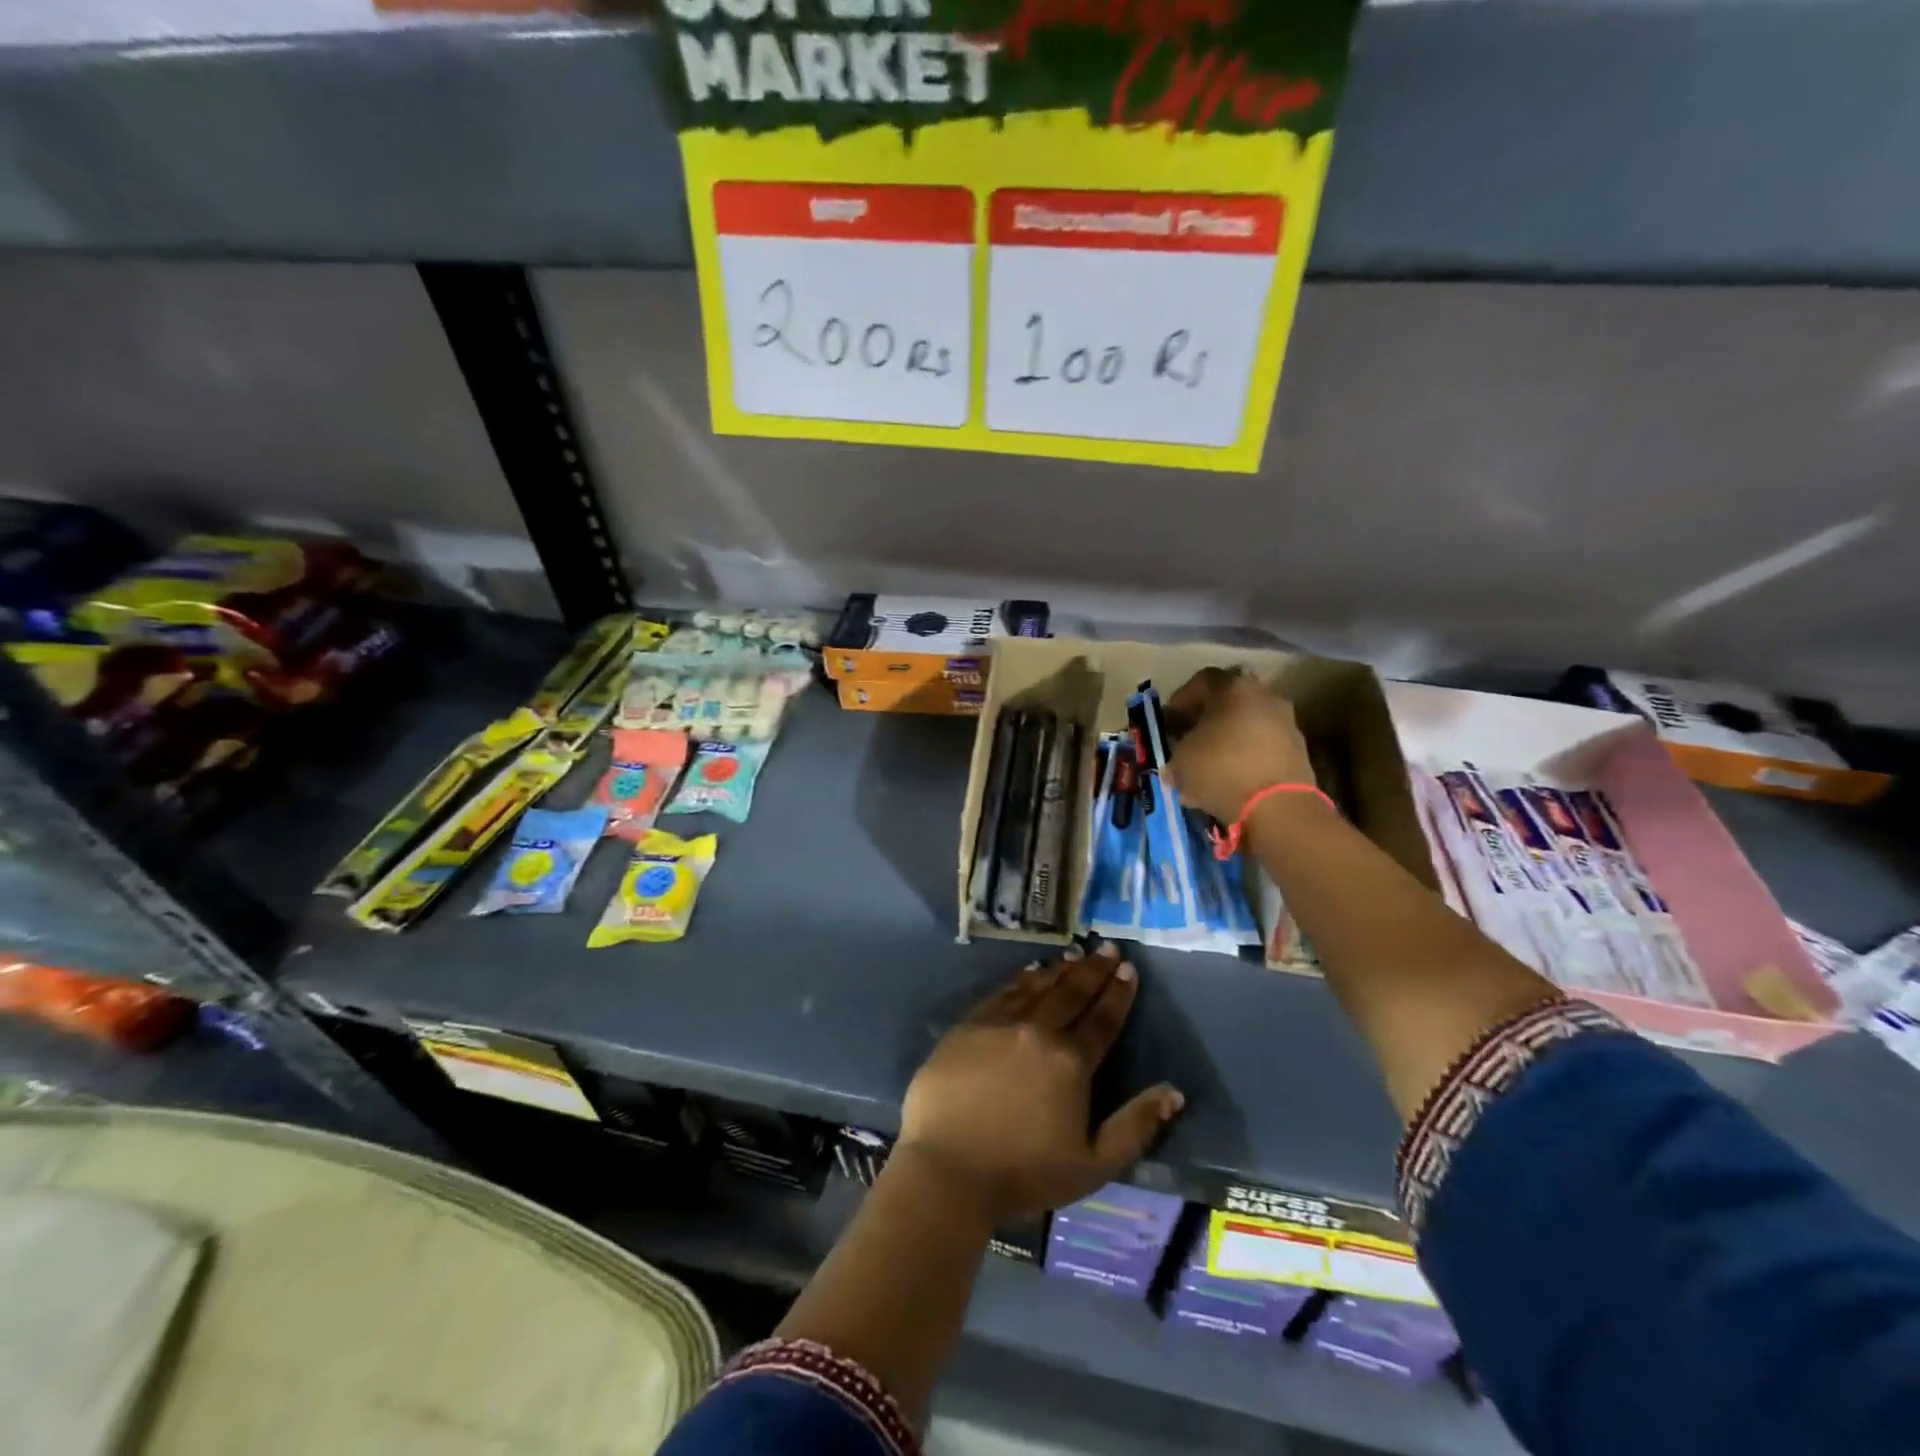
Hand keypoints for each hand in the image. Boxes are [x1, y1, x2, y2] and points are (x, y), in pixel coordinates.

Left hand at [896, 945, 1183, 1225]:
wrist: (948, 1168)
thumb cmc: (1024, 1173)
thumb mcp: (1093, 1164)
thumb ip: (1136, 1126)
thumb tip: (1174, 1092)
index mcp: (1071, 1062)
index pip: (1102, 1019)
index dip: (1118, 993)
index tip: (1128, 968)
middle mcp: (1038, 1031)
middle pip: (1071, 993)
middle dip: (1093, 969)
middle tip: (1107, 947)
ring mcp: (1000, 1023)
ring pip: (1037, 987)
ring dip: (1059, 970)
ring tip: (1075, 955)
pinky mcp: (969, 1025)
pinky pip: (1002, 992)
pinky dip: (1021, 979)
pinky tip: (1029, 972)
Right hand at [1163, 667, 1314, 824]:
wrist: (1280, 807)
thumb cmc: (1222, 770)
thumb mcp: (1181, 760)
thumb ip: (1176, 751)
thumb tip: (1177, 761)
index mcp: (1233, 688)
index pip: (1202, 680)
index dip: (1181, 699)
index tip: (1169, 720)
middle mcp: (1265, 696)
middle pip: (1229, 701)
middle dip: (1206, 719)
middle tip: (1188, 739)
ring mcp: (1286, 722)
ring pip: (1247, 724)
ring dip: (1227, 739)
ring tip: (1208, 765)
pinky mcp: (1299, 750)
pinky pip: (1263, 746)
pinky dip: (1246, 757)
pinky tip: (1230, 780)